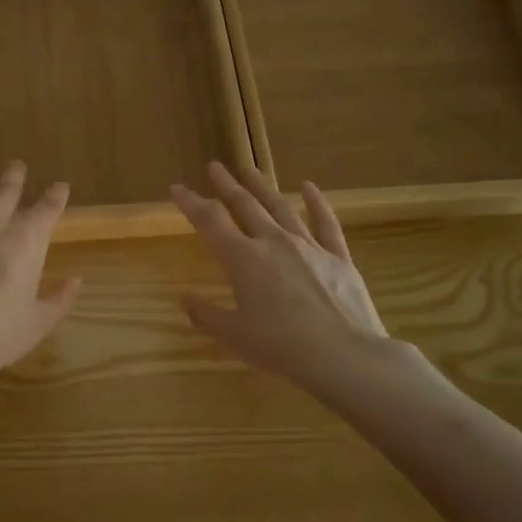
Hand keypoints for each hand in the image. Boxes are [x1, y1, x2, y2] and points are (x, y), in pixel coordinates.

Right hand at [171, 161, 394, 392]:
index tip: (177, 188)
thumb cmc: (281, 347)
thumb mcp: (235, 335)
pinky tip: (309, 187)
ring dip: (263, 187)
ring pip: (280, 207)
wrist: (344, 355)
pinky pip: (325, 223)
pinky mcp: (338, 257)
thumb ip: (206, 315)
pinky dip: (316, 203)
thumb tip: (184, 299)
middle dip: (226, 185)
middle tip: (215, 166)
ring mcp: (308, 246)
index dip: (192, 203)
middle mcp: (273, 242)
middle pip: (245, 205)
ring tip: (250, 169)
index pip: (210, 221)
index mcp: (243, 259)